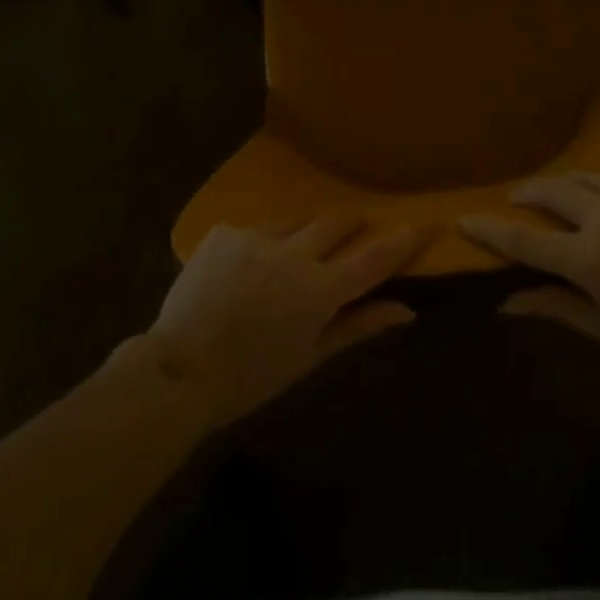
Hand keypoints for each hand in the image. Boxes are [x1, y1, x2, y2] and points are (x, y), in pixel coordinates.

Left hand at [147, 218, 432, 425]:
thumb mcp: (309, 356)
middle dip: (350, 224)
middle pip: (335, 223)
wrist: (177, 371)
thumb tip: (407, 310)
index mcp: (318, 290)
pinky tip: (242, 272)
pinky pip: (254, 230)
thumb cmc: (250, 377)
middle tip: (355, 228)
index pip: (373, 258)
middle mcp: (293, 253)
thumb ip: (359, 325)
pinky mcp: (225, 230)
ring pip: (294, 222)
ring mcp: (256, 236)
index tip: (422, 223)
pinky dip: (259, 246)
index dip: (401, 241)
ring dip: (302, 235)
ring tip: (290, 257)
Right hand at [458, 170, 599, 372]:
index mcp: (590, 257)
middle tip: (515, 197)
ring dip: (566, 186)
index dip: (490, 230)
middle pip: (551, 192)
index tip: (462, 218)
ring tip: (558, 194)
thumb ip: (560, 309)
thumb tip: (509, 303)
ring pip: (586, 177)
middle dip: (526, 193)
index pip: (525, 241)